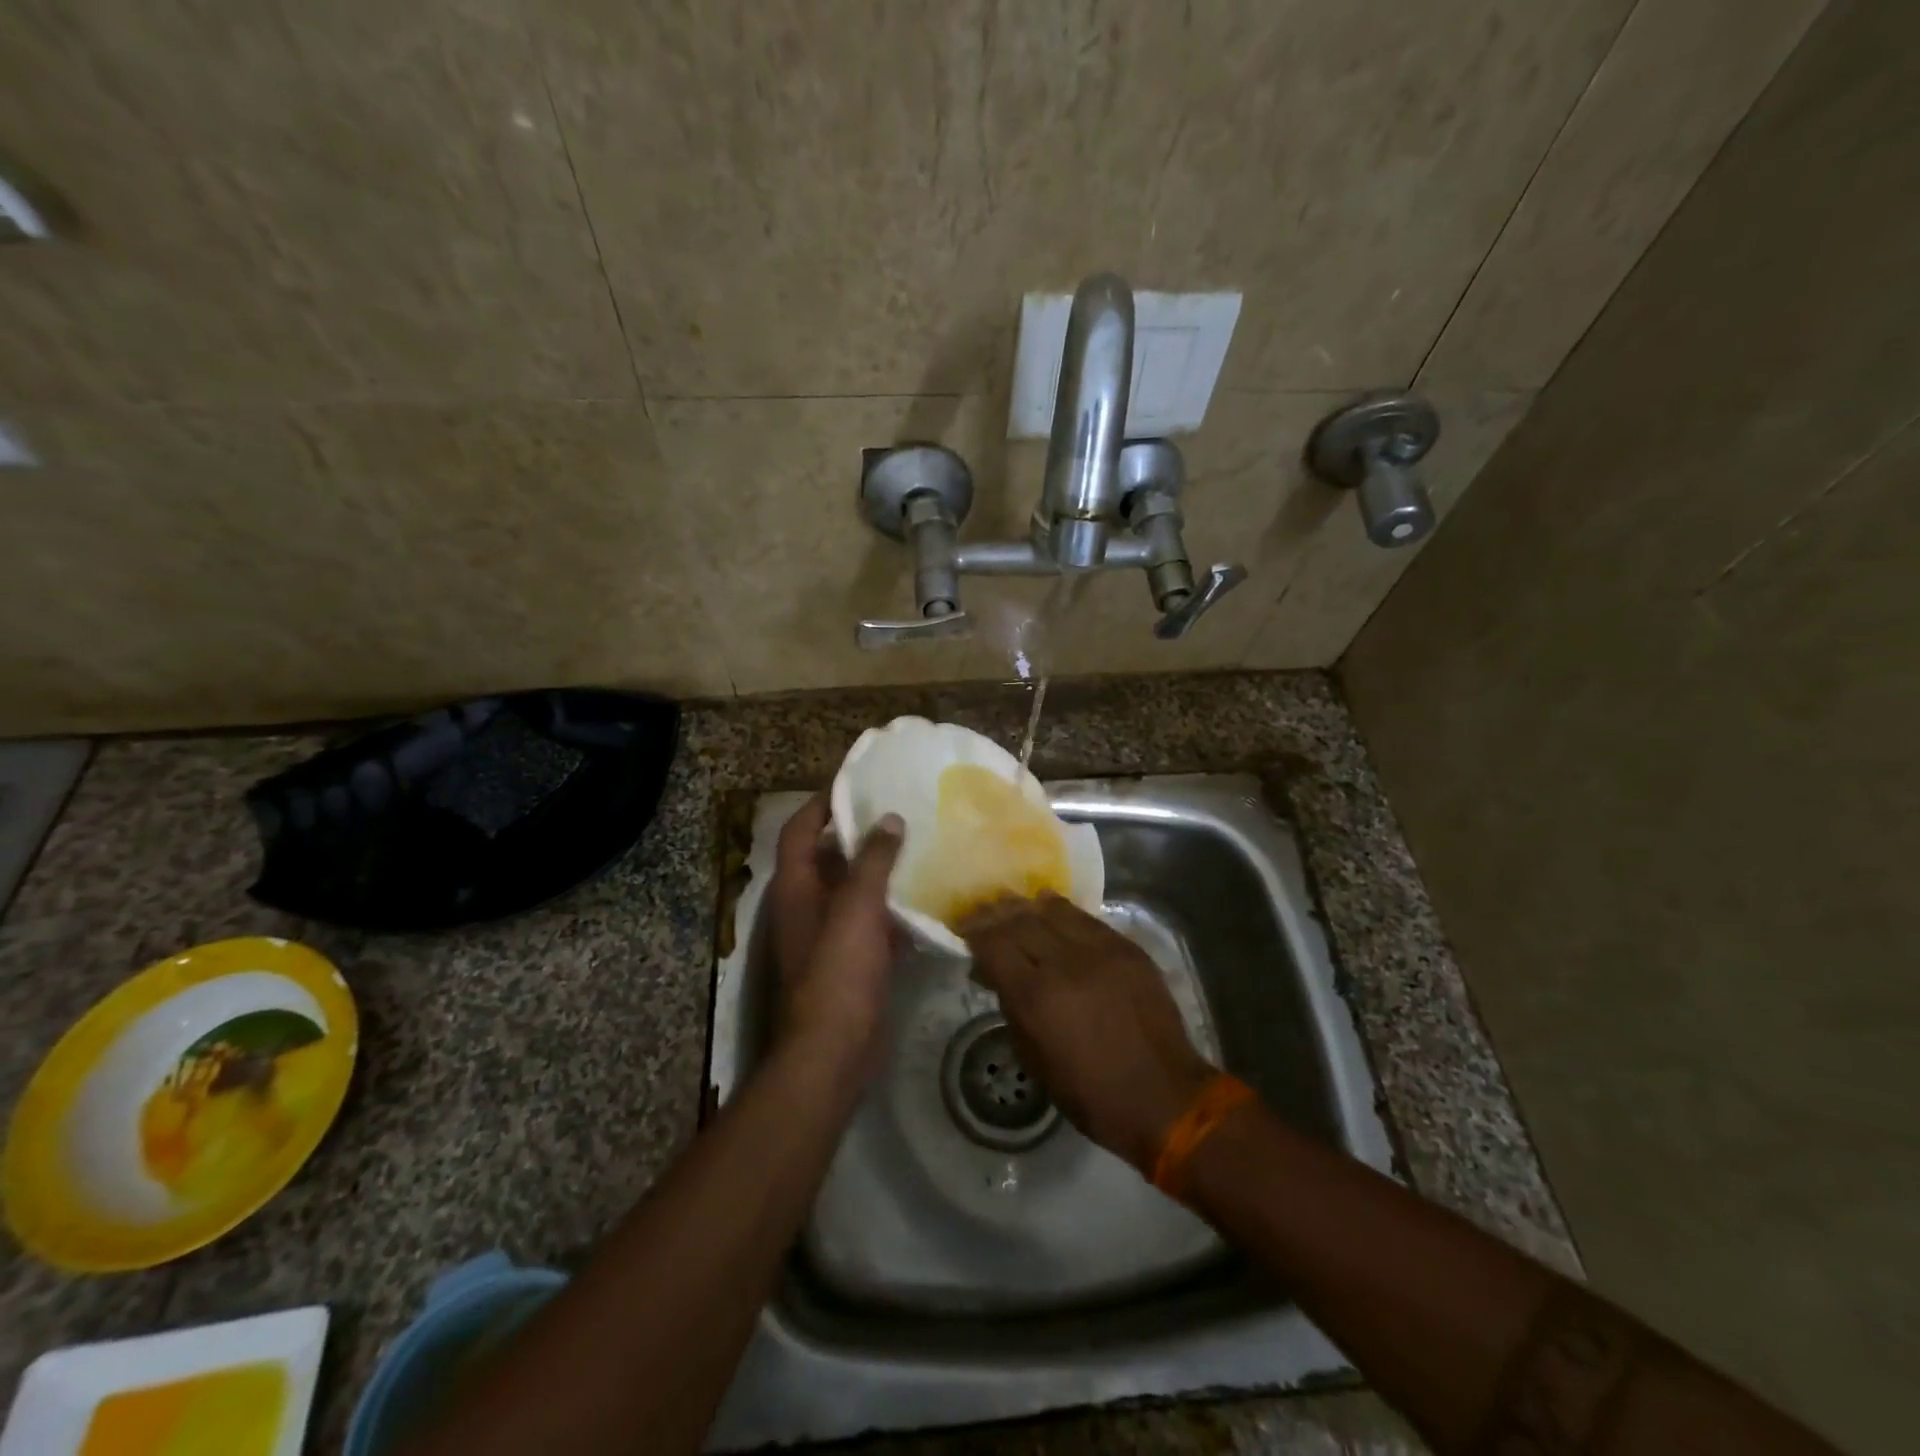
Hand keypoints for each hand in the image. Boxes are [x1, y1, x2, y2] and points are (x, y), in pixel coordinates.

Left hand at [765, 794, 904, 1077]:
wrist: (834, 1050)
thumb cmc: (838, 969)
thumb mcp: (856, 906)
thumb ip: (873, 860)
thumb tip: (890, 819)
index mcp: (796, 887)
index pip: (800, 829)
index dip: (822, 803)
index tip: (856, 782)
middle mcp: (807, 905)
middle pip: (829, 857)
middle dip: (860, 834)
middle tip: (900, 811)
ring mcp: (829, 935)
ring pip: (855, 890)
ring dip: (880, 870)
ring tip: (919, 845)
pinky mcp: (852, 960)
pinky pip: (873, 922)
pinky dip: (893, 909)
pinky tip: (926, 897)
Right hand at [959, 894, 1215, 1172]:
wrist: (1164, 1097)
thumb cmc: (1091, 1094)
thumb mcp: (1035, 1061)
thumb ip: (1012, 1010)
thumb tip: (996, 976)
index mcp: (1037, 997)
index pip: (994, 944)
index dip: (974, 933)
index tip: (964, 929)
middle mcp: (1065, 963)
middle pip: (1020, 921)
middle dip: (995, 914)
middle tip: (982, 911)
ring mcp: (1100, 951)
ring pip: (1053, 911)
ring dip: (1028, 907)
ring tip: (1015, 906)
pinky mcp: (1127, 948)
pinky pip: (1086, 919)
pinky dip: (1063, 912)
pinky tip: (1052, 909)